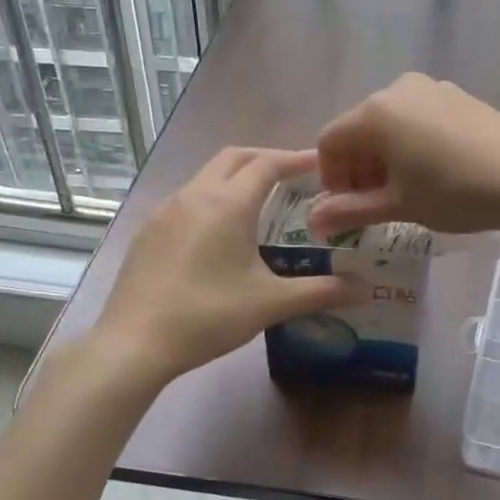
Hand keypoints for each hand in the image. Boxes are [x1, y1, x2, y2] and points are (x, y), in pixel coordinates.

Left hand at [94, 147, 359, 384]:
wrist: (135, 342)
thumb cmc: (209, 315)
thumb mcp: (271, 304)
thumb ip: (320, 292)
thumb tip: (364, 289)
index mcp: (228, 204)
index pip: (267, 164)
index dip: (295, 159)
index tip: (319, 162)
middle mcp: (195, 195)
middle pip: (234, 157)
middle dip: (265, 158)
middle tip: (292, 175)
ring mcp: (166, 211)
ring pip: (206, 176)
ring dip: (235, 177)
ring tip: (259, 201)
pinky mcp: (148, 231)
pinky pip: (187, 199)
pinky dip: (211, 198)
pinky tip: (218, 232)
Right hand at [310, 74, 499, 236]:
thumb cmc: (454, 192)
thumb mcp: (398, 205)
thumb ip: (350, 211)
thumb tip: (314, 223)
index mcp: (375, 112)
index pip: (330, 141)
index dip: (329, 178)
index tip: (343, 209)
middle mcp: (398, 89)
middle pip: (359, 129)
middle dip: (356, 168)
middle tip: (368, 206)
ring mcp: (432, 89)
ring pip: (390, 124)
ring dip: (383, 159)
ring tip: (401, 194)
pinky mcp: (459, 97)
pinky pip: (418, 119)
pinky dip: (410, 146)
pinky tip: (430, 175)